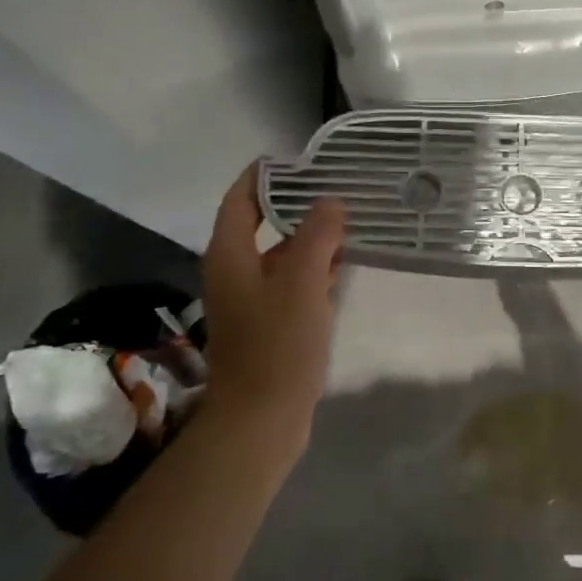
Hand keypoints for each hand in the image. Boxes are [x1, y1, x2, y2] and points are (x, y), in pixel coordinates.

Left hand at [200, 164, 345, 440]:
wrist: (260, 420)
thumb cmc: (276, 346)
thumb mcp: (300, 282)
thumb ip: (317, 235)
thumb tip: (330, 201)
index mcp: (231, 255)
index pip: (241, 198)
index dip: (266, 174)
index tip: (302, 159)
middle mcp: (236, 271)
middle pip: (263, 222)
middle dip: (298, 203)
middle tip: (338, 185)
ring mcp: (253, 299)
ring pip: (282, 253)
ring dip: (311, 236)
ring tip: (350, 217)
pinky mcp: (271, 322)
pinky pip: (292, 281)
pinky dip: (315, 267)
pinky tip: (344, 262)